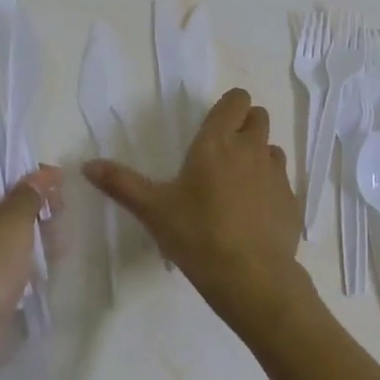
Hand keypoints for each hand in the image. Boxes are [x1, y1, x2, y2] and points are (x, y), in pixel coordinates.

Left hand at [0, 147, 62, 379]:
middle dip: (23, 186)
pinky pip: (3, 249)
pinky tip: (52, 253)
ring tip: (60, 223)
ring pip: (0, 219)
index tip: (18, 154)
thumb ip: (29, 195)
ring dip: (29, 218)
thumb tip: (39, 177)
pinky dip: (25, 248)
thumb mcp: (15, 222)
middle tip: (54, 193)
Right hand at [84, 88, 311, 338]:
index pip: (236, 100)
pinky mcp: (292, 201)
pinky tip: (253, 214)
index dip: (228, 107)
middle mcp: (251, 149)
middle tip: (222, 152)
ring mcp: (276, 175)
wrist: (252, 279)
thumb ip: (121, 184)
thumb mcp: (153, 210)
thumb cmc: (198, 236)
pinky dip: (269, 188)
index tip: (213, 126)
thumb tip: (87, 165)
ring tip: (237, 184)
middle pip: (258, 117)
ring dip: (258, 156)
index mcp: (217, 142)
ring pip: (271, 148)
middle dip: (244, 125)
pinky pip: (282, 181)